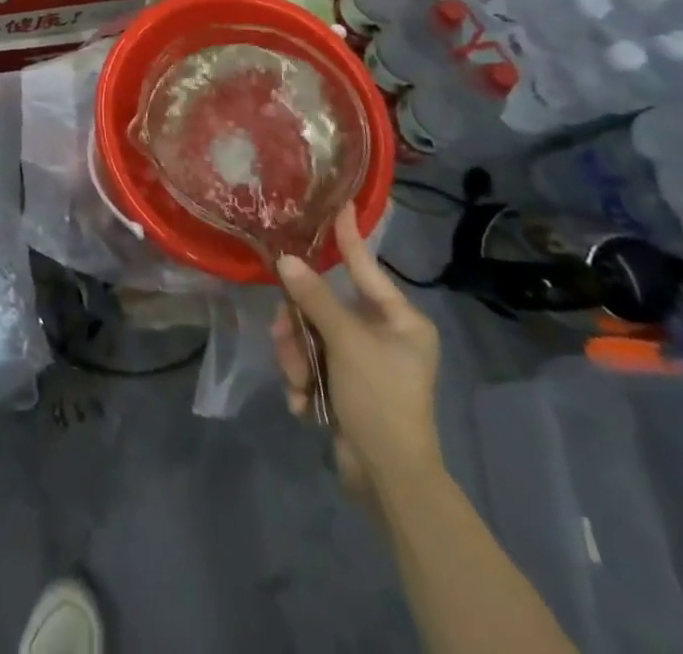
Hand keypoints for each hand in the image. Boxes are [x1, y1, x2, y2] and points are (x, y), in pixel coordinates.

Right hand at [272, 205, 441, 498]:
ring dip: (297, 358)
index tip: (340, 203)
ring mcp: (364, 362)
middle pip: (325, 307)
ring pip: (312, 337)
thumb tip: (287, 261)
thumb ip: (315, 298)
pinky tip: (304, 404)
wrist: (390, 480)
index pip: (365, 266)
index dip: (348, 236)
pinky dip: (304, 381)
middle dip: (300, 326)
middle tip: (283, 338)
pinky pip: (313, 365)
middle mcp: (384, 335)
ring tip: (297, 383)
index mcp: (399, 319)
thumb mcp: (346, 342)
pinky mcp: (347, 387)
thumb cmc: (380, 398)